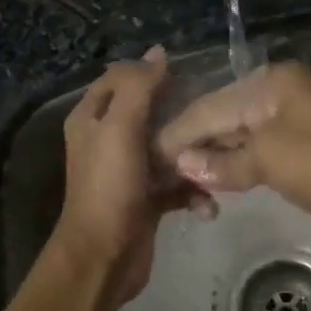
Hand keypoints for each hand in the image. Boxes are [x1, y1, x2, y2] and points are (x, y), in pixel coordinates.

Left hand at [52, 46, 209, 304]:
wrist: (104, 258)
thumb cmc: (109, 186)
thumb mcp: (120, 127)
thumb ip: (139, 87)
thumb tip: (158, 52)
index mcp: (92, 118)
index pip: (120, 79)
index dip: (149, 73)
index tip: (187, 74)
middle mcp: (107, 140)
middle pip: (150, 113)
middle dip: (181, 115)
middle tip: (214, 114)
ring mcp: (128, 172)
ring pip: (168, 150)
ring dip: (193, 157)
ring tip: (218, 160)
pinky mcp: (147, 200)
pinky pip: (176, 186)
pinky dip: (193, 193)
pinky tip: (208, 204)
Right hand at [156, 62, 310, 251]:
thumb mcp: (268, 158)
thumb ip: (223, 162)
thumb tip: (184, 165)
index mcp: (271, 83)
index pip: (210, 106)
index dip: (179, 133)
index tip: (148, 155)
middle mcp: (278, 95)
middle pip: (223, 118)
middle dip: (193, 145)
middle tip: (159, 170)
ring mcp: (291, 123)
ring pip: (239, 138)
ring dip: (213, 160)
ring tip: (179, 180)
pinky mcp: (301, 152)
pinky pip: (257, 156)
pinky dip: (235, 168)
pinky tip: (213, 182)